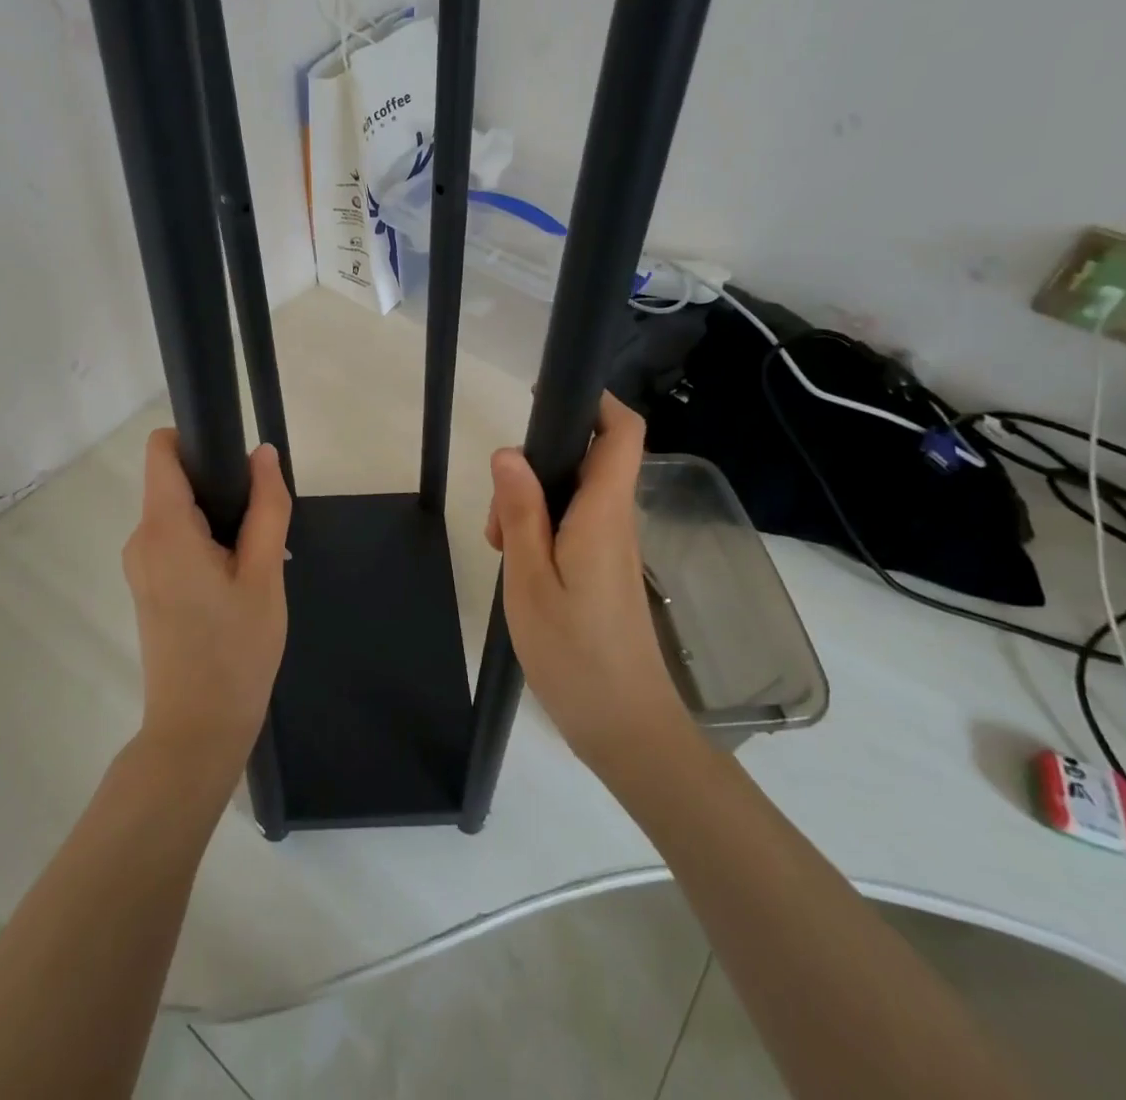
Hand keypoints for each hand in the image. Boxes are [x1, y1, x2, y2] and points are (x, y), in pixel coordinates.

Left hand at [122, 431, 290, 773]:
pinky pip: (176, 541)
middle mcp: (141, 539)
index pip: (161, 450)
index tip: (237, 463)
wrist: (198, 730)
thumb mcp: (263, 574)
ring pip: (179, 513)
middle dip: (220, 488)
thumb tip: (263, 453)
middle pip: (174, 481)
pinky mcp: (147, 586)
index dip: (197, 440)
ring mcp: (140, 565)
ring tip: (254, 562)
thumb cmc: (236, 650)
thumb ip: (266, 507)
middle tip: (261, 529)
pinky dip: (207, 543)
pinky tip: (237, 581)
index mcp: (163, 529)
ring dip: (218, 520)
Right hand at [486, 393, 694, 782]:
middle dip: (538, 465)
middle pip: (587, 460)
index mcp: (604, 513)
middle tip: (499, 515)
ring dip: (533, 504)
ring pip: (575, 495)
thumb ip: (521, 512)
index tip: (548, 398)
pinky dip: (542, 531)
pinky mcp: (607, 570)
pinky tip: (519, 568)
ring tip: (502, 548)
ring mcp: (614, 547)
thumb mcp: (529, 580)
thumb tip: (509, 452)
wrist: (626, 729)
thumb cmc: (574, 654)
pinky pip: (575, 526)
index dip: (595, 401)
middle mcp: (617, 521)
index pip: (622, 433)